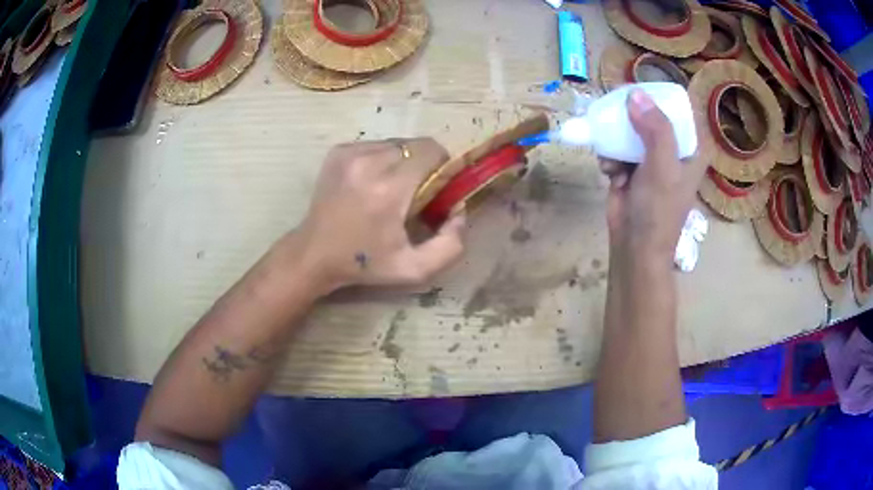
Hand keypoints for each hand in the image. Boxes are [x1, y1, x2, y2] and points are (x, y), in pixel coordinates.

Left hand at [295, 138, 465, 292]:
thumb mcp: (415, 269)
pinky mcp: (338, 152)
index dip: (442, 167)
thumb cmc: (364, 264)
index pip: (431, 151)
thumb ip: (451, 245)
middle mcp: (368, 163)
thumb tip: (460, 210)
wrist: (314, 255)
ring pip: (395, 144)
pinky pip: (375, 145)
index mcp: (389, 190)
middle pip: (415, 145)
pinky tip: (371, 183)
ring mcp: (349, 154)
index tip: (437, 188)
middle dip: (423, 165)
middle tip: (415, 192)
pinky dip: (381, 160)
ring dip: (402, 162)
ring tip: (391, 189)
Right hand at [600, 89, 706, 262]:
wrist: (635, 247)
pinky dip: (609, 156)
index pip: (679, 109)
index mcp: (691, 148)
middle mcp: (672, 149)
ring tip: (613, 160)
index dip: (659, 98)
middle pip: (651, 115)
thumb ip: (655, 129)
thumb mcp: (663, 167)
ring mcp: (651, 159)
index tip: (637, 93)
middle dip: (631, 116)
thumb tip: (634, 94)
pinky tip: (608, 172)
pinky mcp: (630, 168)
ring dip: (616, 140)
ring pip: (630, 129)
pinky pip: (616, 147)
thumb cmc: (658, 210)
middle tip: (615, 114)